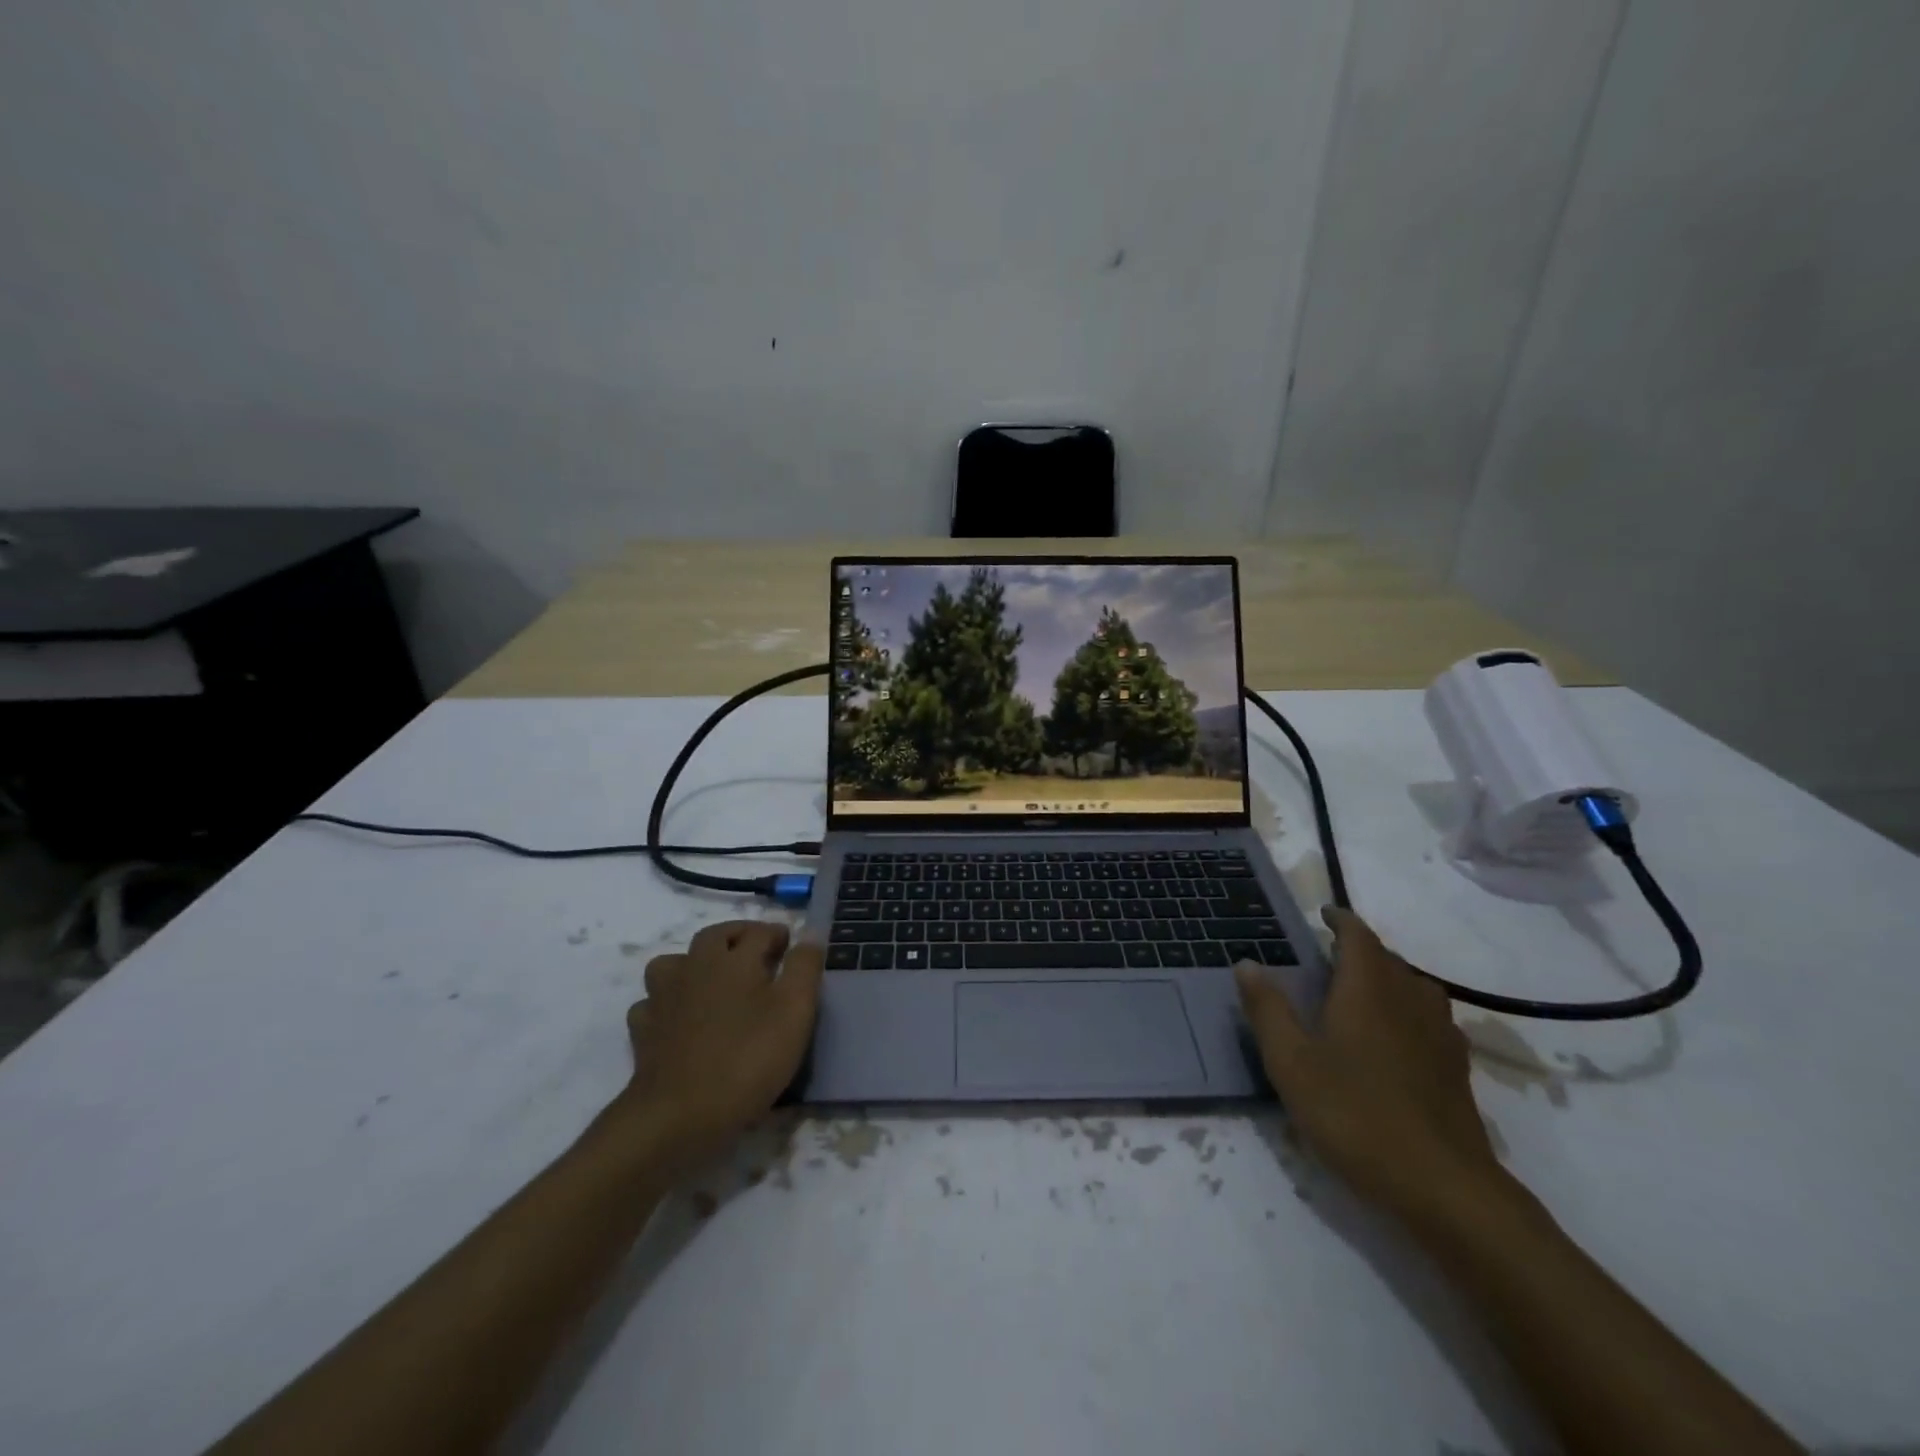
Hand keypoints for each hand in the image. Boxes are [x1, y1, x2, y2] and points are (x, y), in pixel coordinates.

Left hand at [621, 921, 823, 1169]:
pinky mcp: (644, 1030)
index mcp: (734, 959)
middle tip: (757, 952)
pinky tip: (679, 1018)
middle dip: (738, 937)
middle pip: (715, 936)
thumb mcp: (794, 1011)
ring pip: (674, 962)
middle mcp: (696, 967)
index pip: (760, 932)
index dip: (778, 935)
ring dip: (694, 963)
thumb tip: (810, 934)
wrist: (678, 1115)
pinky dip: (666, 1003)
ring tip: (713, 979)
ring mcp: (664, 997)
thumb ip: (804, 967)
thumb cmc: (747, 1059)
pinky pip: (652, 1003)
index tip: (791, 945)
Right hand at [1236, 906, 1504, 1221]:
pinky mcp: (1456, 1070)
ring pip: (1415, 988)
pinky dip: (1410, 1012)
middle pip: (1388, 959)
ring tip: (1363, 992)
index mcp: (1367, 989)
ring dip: (1389, 979)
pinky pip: (1431, 1020)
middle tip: (1330, 957)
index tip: (1324, 913)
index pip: (1358, 937)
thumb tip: (1246, 963)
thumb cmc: (1355, 1114)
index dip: (1341, 920)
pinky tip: (1398, 1039)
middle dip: (1360, 950)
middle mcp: (1408, 1001)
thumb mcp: (1292, 1062)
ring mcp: (1439, 1036)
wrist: (1444, 1187)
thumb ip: (1268, 1010)